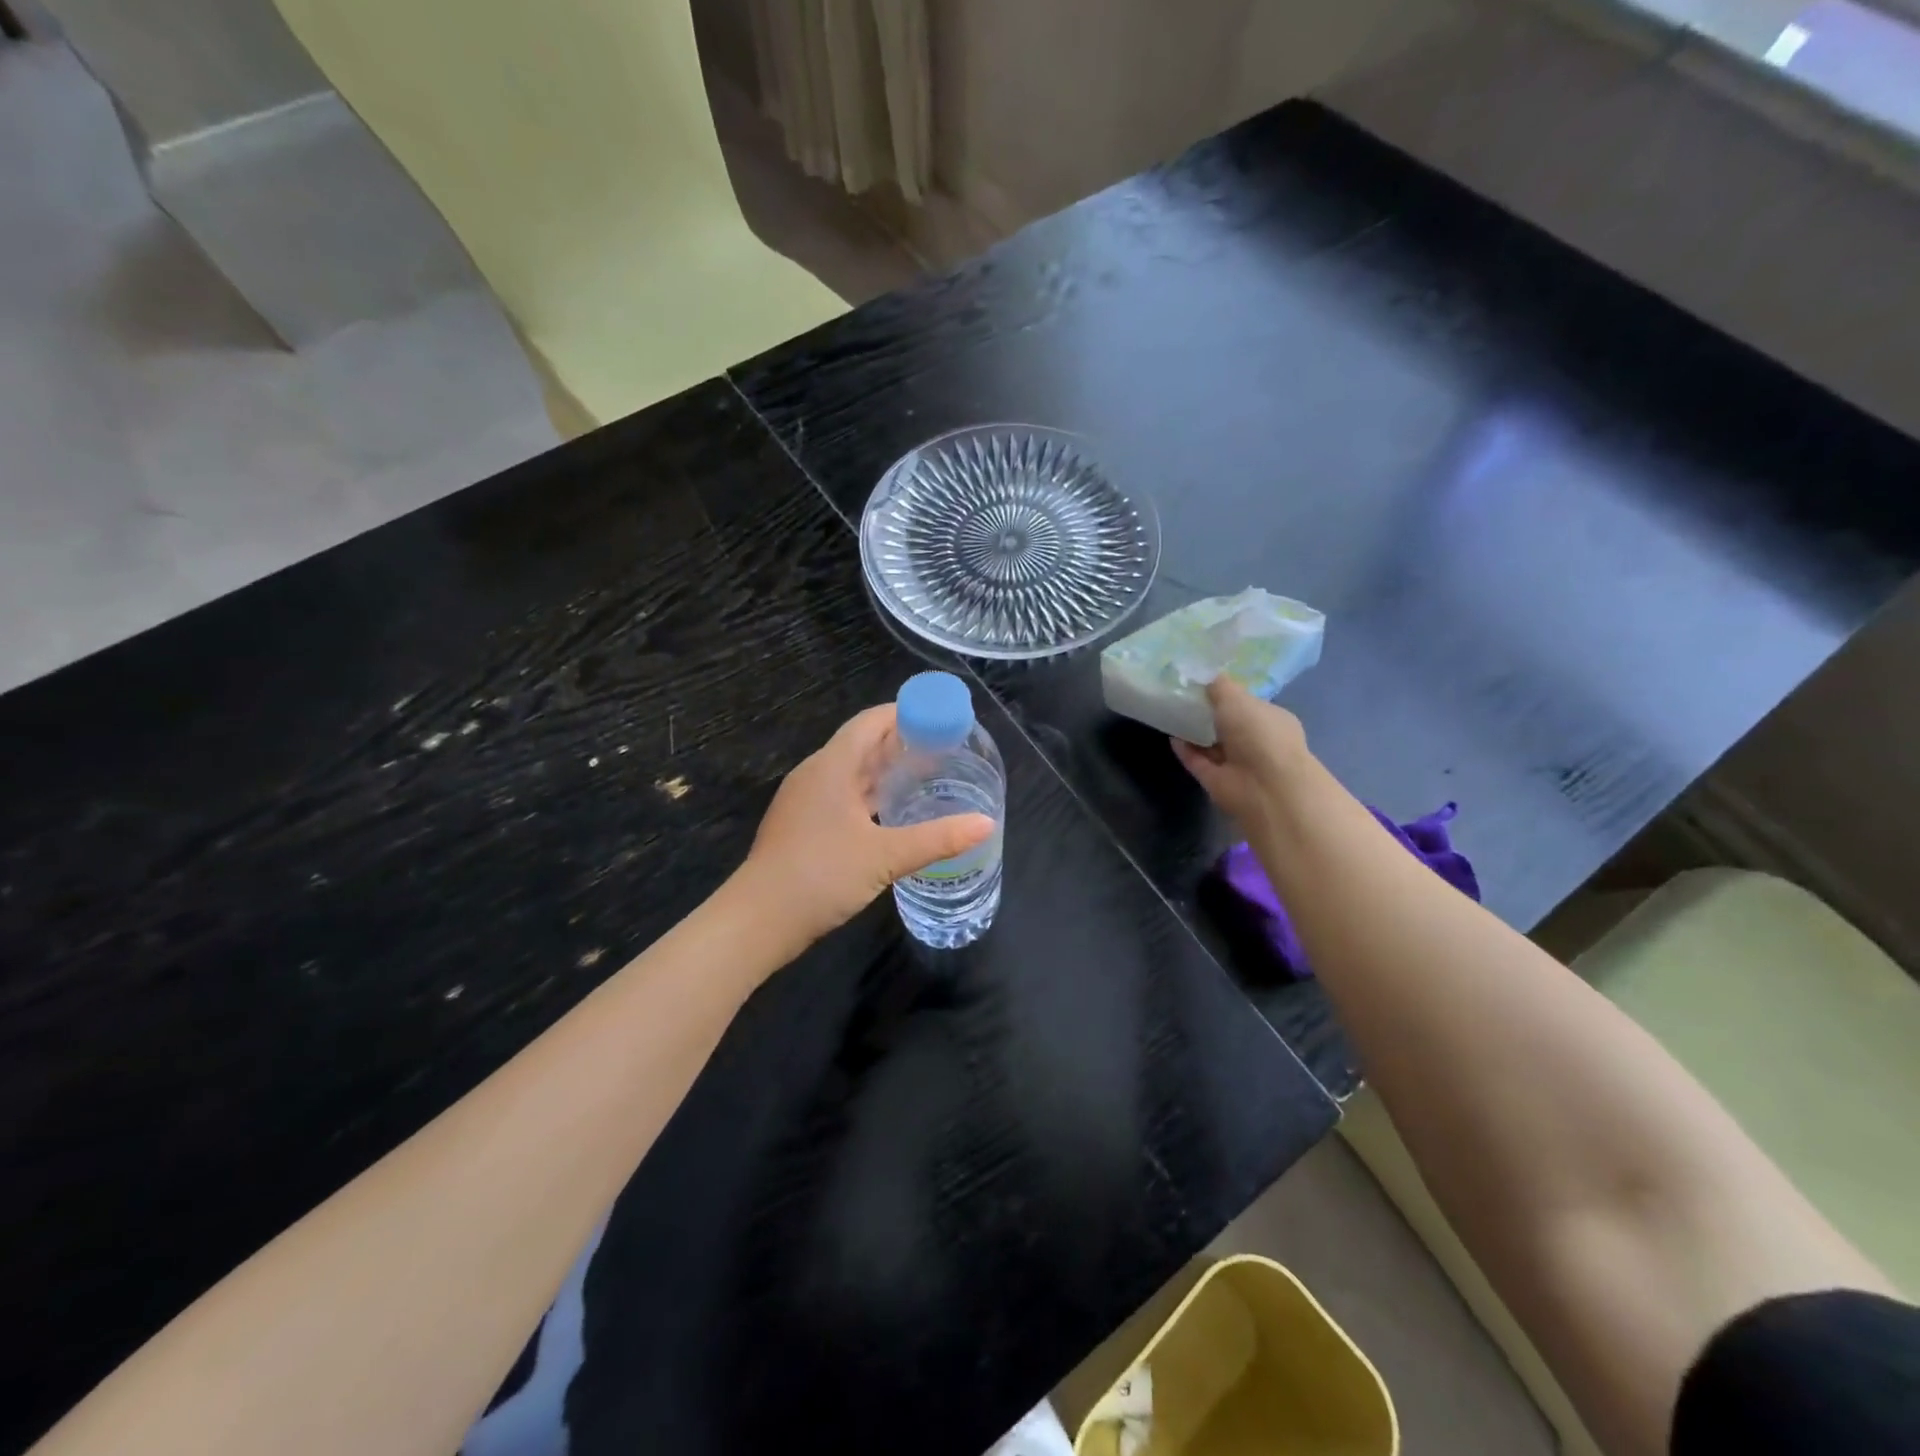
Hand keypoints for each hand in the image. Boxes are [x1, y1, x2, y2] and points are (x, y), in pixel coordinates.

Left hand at [741, 705, 995, 947]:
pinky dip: (869, 795)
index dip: (905, 713)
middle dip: (900, 742)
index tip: (940, 718)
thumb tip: (986, 824)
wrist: (758, 920)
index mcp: (831, 767)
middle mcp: (816, 775)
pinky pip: (842, 796)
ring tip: (925, 776)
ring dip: (885, 771)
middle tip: (943, 748)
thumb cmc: (821, 875)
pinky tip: (891, 813)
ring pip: (851, 773)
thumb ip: (937, 839)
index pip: (870, 722)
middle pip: (861, 744)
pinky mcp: (802, 825)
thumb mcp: (885, 857)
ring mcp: (805, 801)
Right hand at [1170, 677, 1310, 827]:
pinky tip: (1171, 737)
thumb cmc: (1259, 734)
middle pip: (1228, 725)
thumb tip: (1204, 675)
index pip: (1248, 704)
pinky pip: (1198, 762)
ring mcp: (1237, 764)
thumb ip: (1219, 686)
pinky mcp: (1217, 781)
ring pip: (1212, 745)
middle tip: (1181, 696)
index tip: (1202, 683)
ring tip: (1171, 714)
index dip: (1227, 694)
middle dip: (1209, 713)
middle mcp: (1257, 742)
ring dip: (1195, 732)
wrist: (1265, 786)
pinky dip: (1186, 750)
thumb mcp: (1237, 698)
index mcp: (1271, 719)